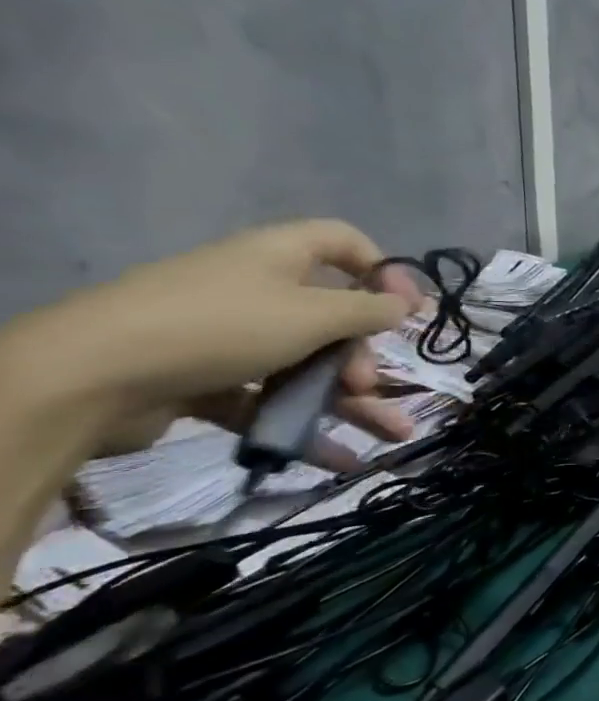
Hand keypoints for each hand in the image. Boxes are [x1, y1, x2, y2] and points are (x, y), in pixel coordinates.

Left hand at [0, 220, 423, 458]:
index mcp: (278, 256)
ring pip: (306, 363)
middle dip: (362, 355)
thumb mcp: (313, 314)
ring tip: (391, 432)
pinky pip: (269, 397)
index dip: (384, 271)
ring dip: (350, 399)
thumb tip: (402, 306)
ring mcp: (227, 335)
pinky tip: (338, 456)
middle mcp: (255, 288)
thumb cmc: (221, 326)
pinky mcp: (203, 378)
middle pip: (331, 315)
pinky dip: (304, 424)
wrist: (87, 378)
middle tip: (367, 384)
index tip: (408, 309)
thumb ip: (369, 311)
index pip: (344, 243)